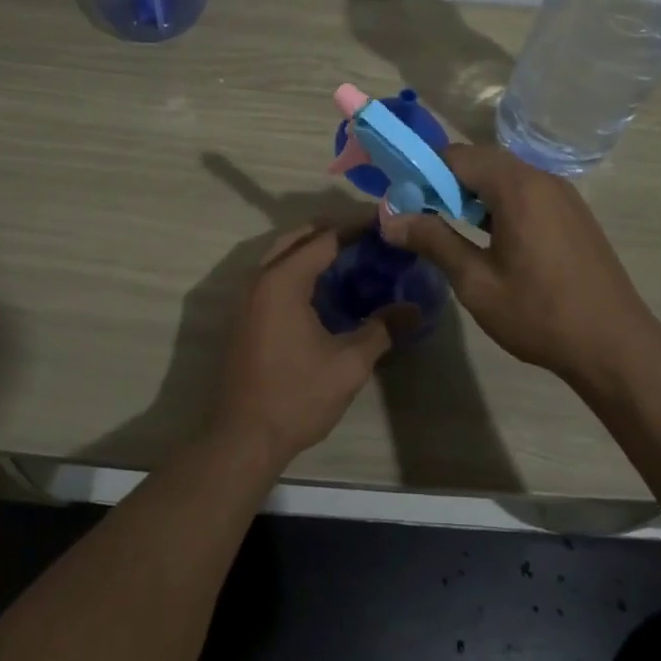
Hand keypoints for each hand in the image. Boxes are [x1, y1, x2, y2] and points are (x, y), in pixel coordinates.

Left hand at [211, 221, 400, 470]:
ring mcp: (248, 297)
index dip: (356, 227)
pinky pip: (274, 274)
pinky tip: (325, 288)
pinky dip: (299, 268)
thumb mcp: (349, 363)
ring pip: (282, 254)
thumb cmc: (297, 396)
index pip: (324, 238)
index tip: (385, 222)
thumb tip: (416, 309)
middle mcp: (260, 278)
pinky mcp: (246, 315)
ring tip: (352, 257)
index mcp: (283, 281)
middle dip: (333, 231)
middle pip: (299, 237)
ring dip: (313, 249)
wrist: (243, 437)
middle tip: (370, 238)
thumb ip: (382, 329)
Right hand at [379, 144, 660, 396]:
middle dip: (445, 180)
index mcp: (517, 187)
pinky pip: (526, 192)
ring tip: (447, 225)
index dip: (422, 172)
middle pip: (481, 160)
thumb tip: (390, 219)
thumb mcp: (476, 282)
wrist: (615, 346)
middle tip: (418, 212)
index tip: (400, 200)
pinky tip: (487, 235)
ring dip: (472, 191)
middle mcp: (542, 179)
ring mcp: (563, 195)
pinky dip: (498, 202)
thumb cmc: (539, 314)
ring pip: (505, 176)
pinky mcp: (573, 214)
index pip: (456, 156)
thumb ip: (433, 242)